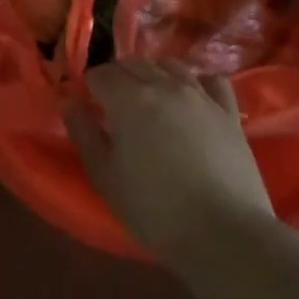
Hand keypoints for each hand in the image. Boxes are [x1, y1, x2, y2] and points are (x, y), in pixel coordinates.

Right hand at [64, 59, 274, 263]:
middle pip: (133, 63)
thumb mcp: (105, 177)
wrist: (224, 234)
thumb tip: (69, 100)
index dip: (89, 88)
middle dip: (118, 78)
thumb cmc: (154, 210)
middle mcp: (164, 86)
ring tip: (151, 103)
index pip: (100, 74)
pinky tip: (193, 101)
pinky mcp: (229, 112)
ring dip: (154, 76)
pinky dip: (197, 84)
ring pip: (170, 65)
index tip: (88, 108)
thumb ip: (83, 133)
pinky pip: (211, 81)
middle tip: (114, 108)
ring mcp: (200, 96)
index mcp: (128, 99)